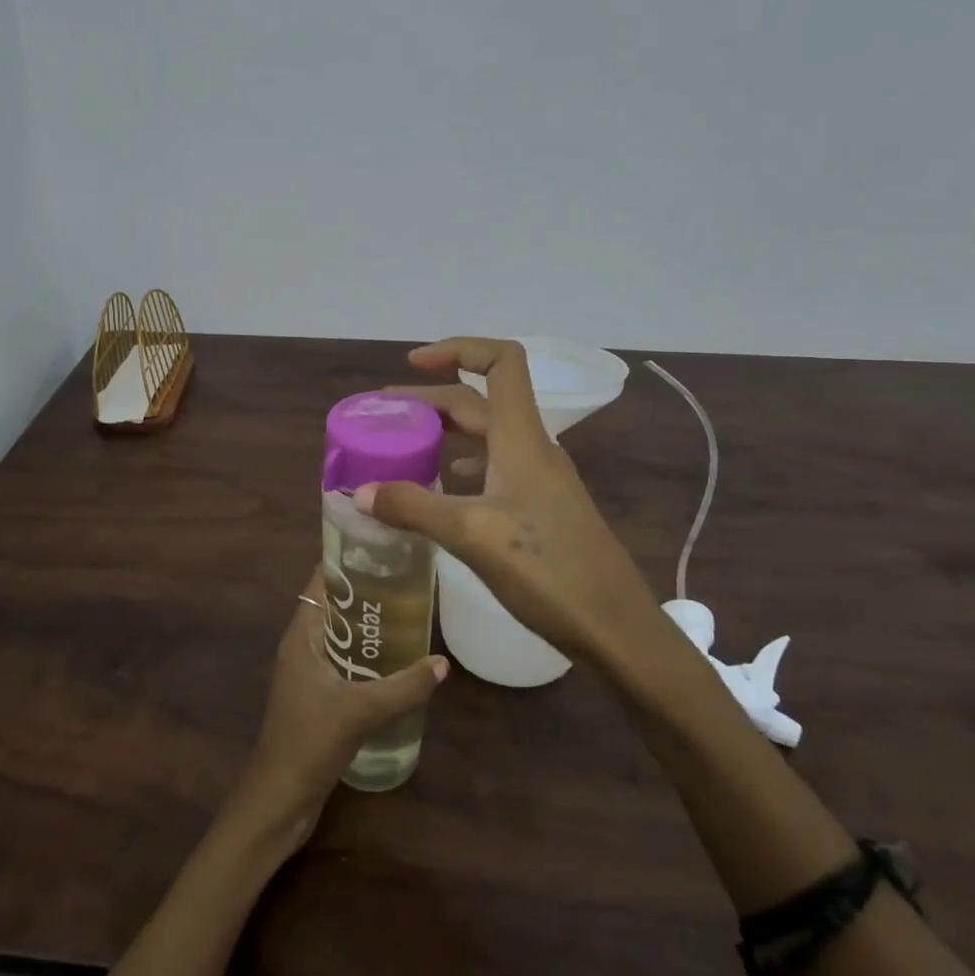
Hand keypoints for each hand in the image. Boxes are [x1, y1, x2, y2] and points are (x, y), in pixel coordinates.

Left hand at [221, 570, 447, 855]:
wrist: (279, 800)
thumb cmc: (309, 742)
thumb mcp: (360, 710)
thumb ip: (403, 687)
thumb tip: (442, 663)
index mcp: (301, 637)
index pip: (319, 584)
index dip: (345, 563)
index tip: (382, 549)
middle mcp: (302, 648)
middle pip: (333, 608)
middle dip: (366, 595)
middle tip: (408, 582)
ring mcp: (308, 675)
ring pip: (340, 638)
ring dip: (367, 629)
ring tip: (411, 616)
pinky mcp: (317, 699)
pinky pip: (344, 664)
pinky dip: (366, 658)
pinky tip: (397, 664)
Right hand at [361, 337, 662, 659]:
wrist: (614, 627)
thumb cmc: (548, 571)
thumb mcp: (472, 535)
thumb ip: (414, 508)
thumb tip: (360, 492)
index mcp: (521, 438)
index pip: (500, 362)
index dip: (459, 348)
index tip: (413, 363)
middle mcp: (532, 449)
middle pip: (481, 402)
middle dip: (431, 399)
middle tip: (386, 416)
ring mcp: (540, 480)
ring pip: (486, 438)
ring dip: (446, 433)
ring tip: (405, 448)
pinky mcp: (540, 510)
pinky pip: (494, 471)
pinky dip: (462, 468)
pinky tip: (442, 492)